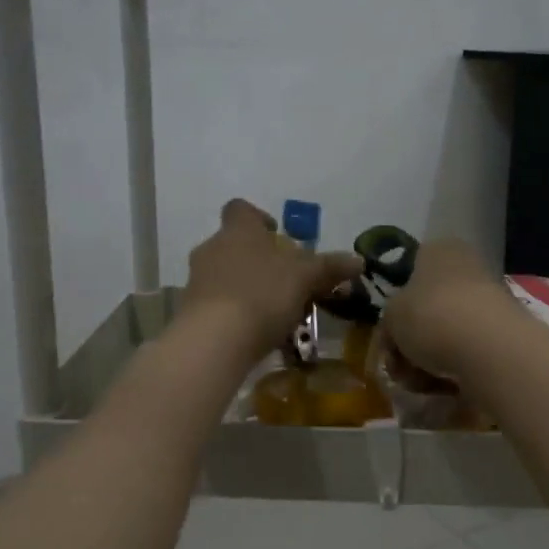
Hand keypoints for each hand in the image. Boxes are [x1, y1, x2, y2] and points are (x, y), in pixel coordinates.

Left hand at [181, 200, 361, 360]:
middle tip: (284, 279)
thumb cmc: (262, 293)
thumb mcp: (305, 277)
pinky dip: (233, 313)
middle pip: (234, 244)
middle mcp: (212, 248)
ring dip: (245, 287)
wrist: (214, 339)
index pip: (241, 210)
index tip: (276, 235)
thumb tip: (358, 260)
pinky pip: (216, 305)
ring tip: (273, 311)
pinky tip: (253, 333)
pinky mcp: (190, 312)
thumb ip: (330, 267)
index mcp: (239, 230)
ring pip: (224, 275)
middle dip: (257, 259)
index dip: (258, 218)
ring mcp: (197, 281)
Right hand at [381, 237, 517, 380]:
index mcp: (439, 250)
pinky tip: (444, 386)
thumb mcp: (390, 315)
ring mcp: (489, 301)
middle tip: (398, 366)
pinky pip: (467, 352)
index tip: (387, 335)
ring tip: (419, 381)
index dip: (395, 307)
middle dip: (409, 342)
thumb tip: (396, 335)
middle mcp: (467, 268)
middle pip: (427, 308)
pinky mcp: (503, 334)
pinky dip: (453, 369)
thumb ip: (388, 322)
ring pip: (445, 333)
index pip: (410, 272)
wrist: (489, 349)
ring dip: (426, 360)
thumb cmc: (430, 315)